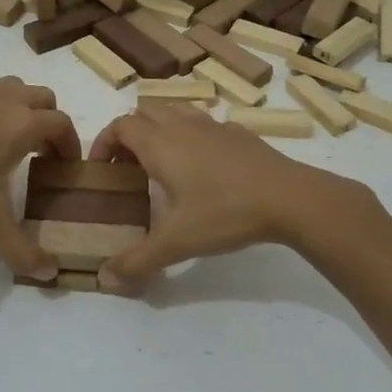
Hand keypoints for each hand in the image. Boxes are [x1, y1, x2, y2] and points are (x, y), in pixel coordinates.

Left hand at [0, 64, 80, 279]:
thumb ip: (20, 249)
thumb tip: (49, 274)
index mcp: (22, 126)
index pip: (61, 125)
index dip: (70, 144)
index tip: (65, 166)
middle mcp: (3, 101)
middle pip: (42, 97)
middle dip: (49, 120)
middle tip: (40, 150)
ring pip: (9, 83)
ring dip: (20, 99)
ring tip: (13, 125)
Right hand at [88, 104, 365, 291]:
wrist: (290, 198)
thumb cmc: (225, 213)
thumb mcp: (176, 243)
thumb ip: (137, 260)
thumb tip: (104, 279)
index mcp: (160, 144)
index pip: (120, 125)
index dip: (104, 142)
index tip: (100, 169)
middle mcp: (183, 126)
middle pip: (145, 112)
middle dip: (129, 135)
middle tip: (128, 168)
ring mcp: (214, 126)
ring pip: (176, 111)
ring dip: (160, 129)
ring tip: (162, 164)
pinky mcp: (240, 133)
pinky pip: (204, 124)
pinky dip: (192, 136)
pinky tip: (203, 168)